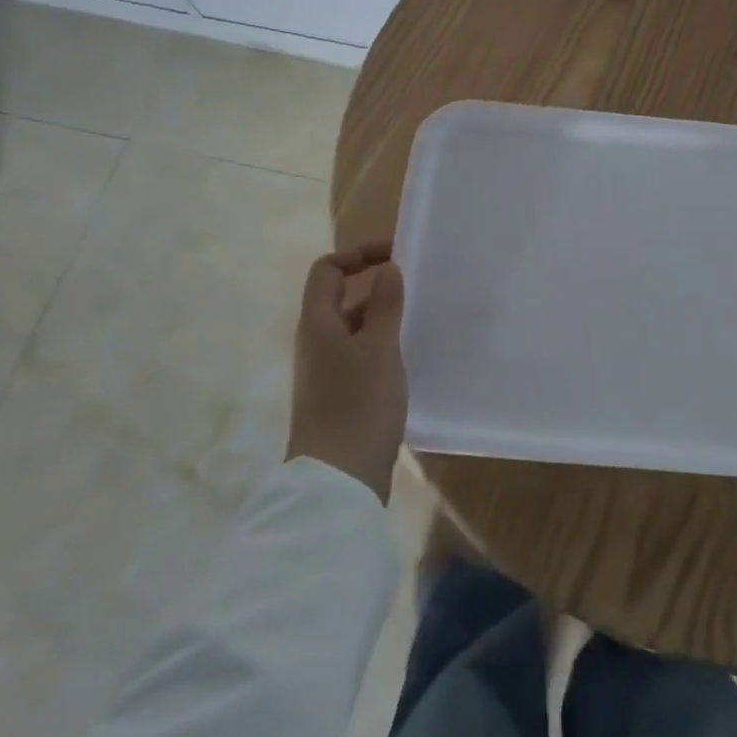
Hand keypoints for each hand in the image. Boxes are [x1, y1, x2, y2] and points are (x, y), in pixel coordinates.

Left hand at [286, 241, 406, 502]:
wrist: (337, 482)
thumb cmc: (358, 406)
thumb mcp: (379, 348)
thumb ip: (384, 305)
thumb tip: (387, 268)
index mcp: (318, 324)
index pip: (327, 270)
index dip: (357, 254)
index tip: (397, 257)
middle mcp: (316, 343)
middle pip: (339, 297)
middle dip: (375, 285)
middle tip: (416, 286)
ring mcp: (326, 372)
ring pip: (353, 328)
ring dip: (382, 316)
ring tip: (420, 318)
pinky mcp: (340, 396)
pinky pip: (361, 355)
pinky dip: (383, 345)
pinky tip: (410, 357)